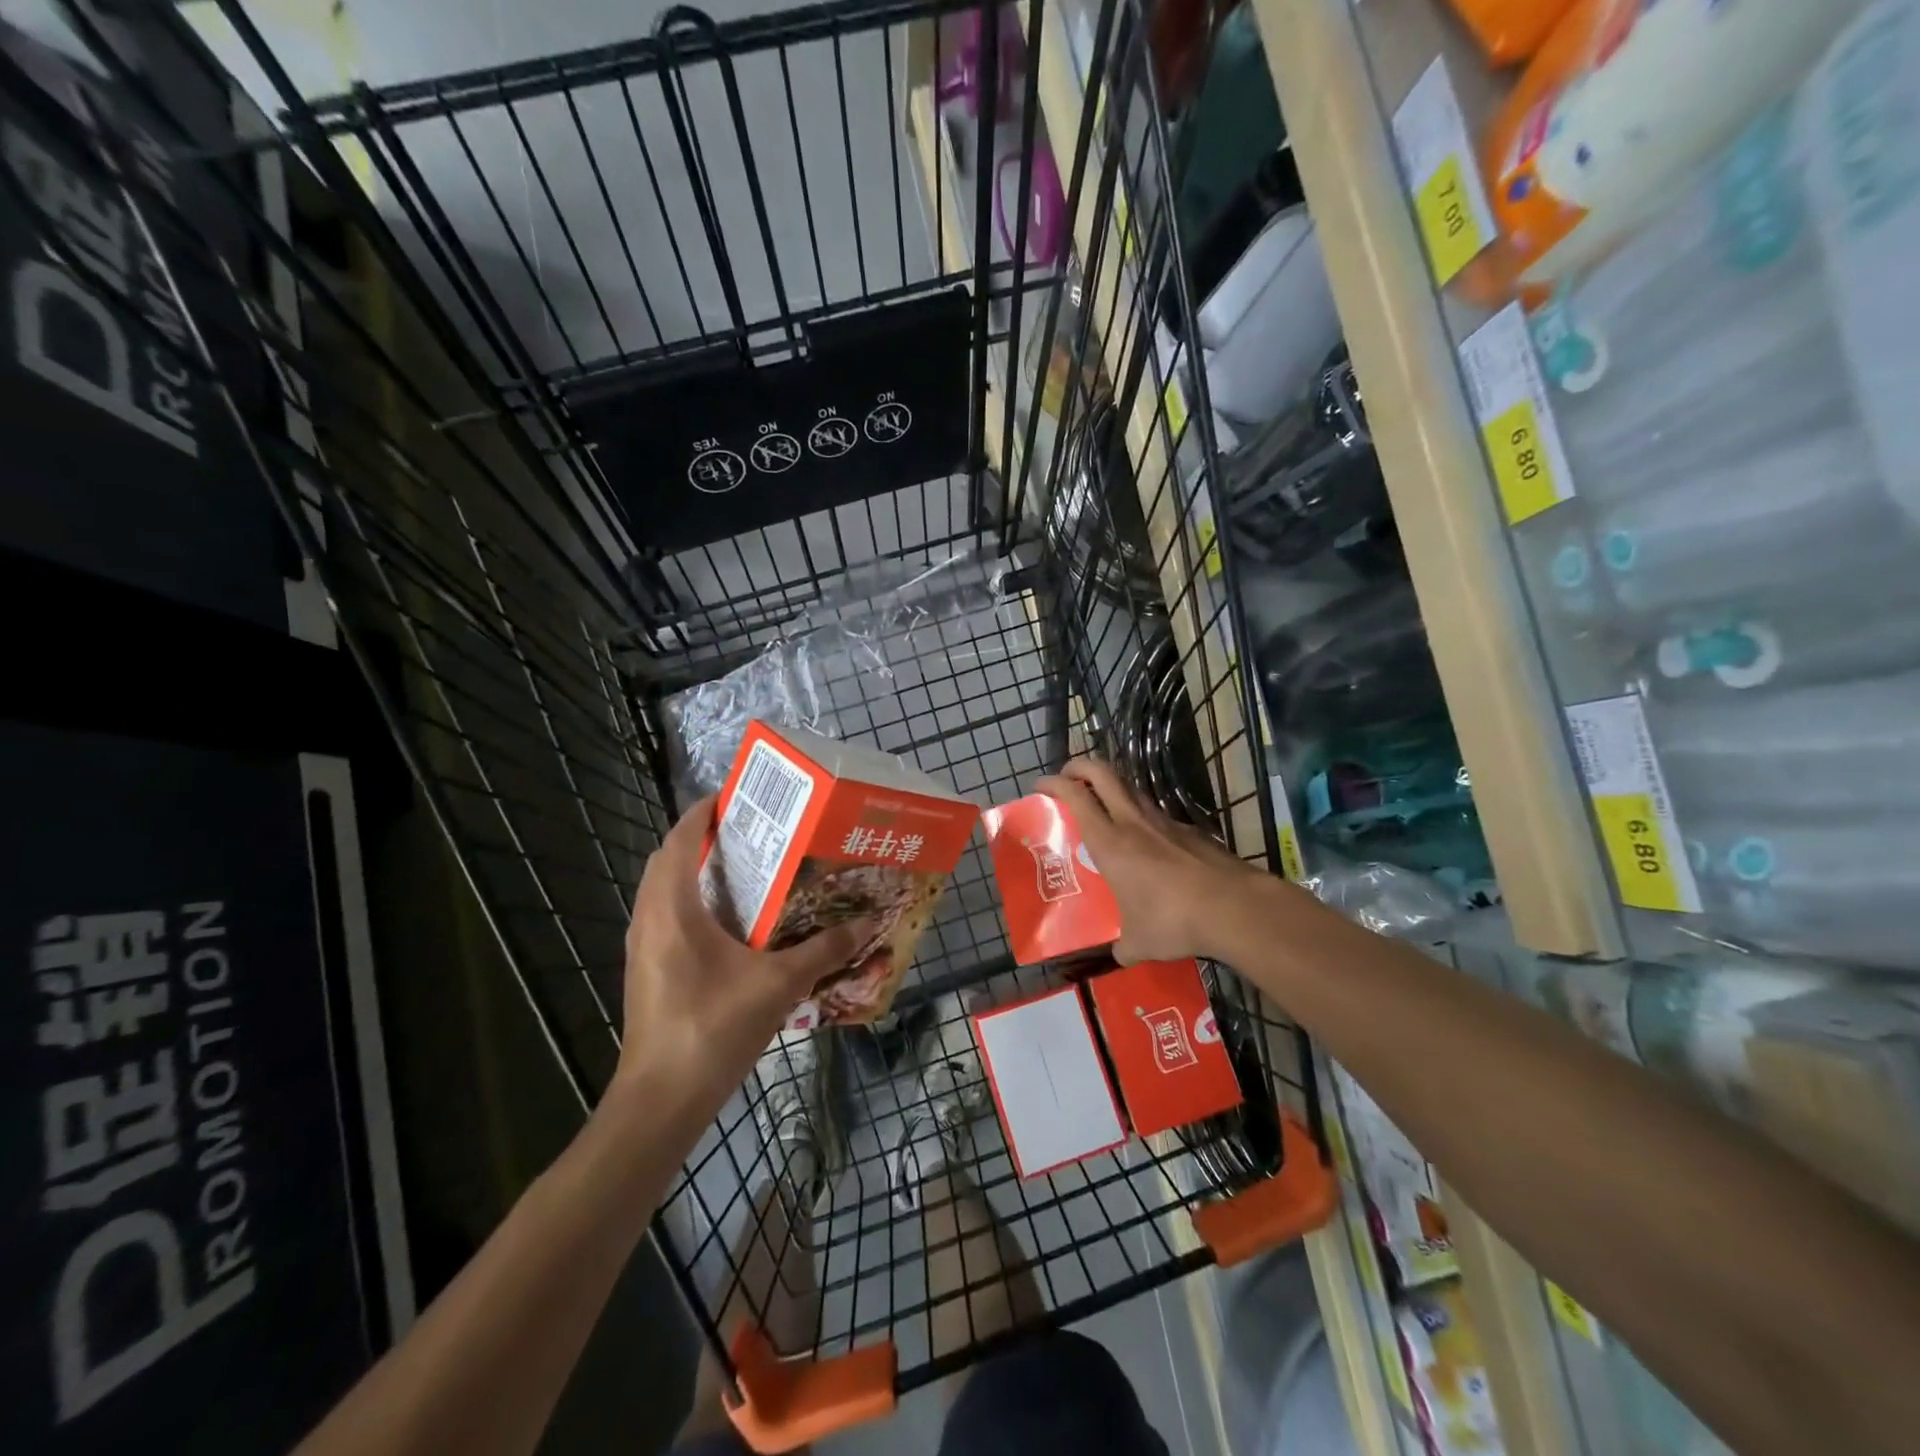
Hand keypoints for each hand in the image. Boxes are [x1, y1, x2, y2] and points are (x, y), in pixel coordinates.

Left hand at [616, 796, 867, 1106]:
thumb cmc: (714, 1029)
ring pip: (663, 887)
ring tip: (743, 864)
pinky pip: (665, 913)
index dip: (706, 811)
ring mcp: (642, 945)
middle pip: (668, 857)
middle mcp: (649, 917)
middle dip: (703, 836)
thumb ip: (824, 950)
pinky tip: (729, 918)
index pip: (683, 839)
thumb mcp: (778, 984)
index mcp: (673, 908)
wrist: (661, 1101)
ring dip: (694, 867)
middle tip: (750, 829)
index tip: (739, 796)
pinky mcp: (647, 968)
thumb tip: (868, 924)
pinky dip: (690, 898)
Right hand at [1034, 757, 1266, 962]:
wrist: (1234, 907)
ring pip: (1132, 789)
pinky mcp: (1192, 831)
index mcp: (1110, 842)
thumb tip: (1119, 954)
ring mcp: (1166, 822)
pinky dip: (1144, 818)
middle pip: (1102, 772)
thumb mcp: (1139, 942)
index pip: (1075, 795)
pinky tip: (1150, 844)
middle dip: (1080, 766)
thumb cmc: (1173, 920)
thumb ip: (1123, 945)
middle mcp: (1134, 822)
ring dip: (1113, 788)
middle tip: (1068, 777)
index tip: (1041, 785)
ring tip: (1105, 808)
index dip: (1055, 783)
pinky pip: (1159, 815)